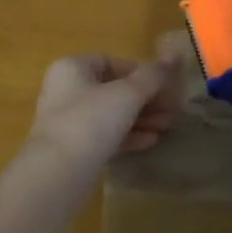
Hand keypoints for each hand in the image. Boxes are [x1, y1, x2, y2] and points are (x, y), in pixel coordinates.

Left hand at [26, 51, 179, 171]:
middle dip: (146, 98)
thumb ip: (151, 77)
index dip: (141, 71)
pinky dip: (128, 135)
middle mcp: (66, 90)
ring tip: (169, 126)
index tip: (166, 85)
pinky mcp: (73, 148)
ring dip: (141, 118)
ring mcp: (68, 121)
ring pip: (111, 114)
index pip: (111, 62)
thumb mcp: (127, 94)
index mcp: (72, 68)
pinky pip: (105, 135)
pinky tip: (152, 141)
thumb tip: (173, 59)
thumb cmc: (90, 121)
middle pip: (113, 89)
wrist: (57, 174)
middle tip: (174, 109)